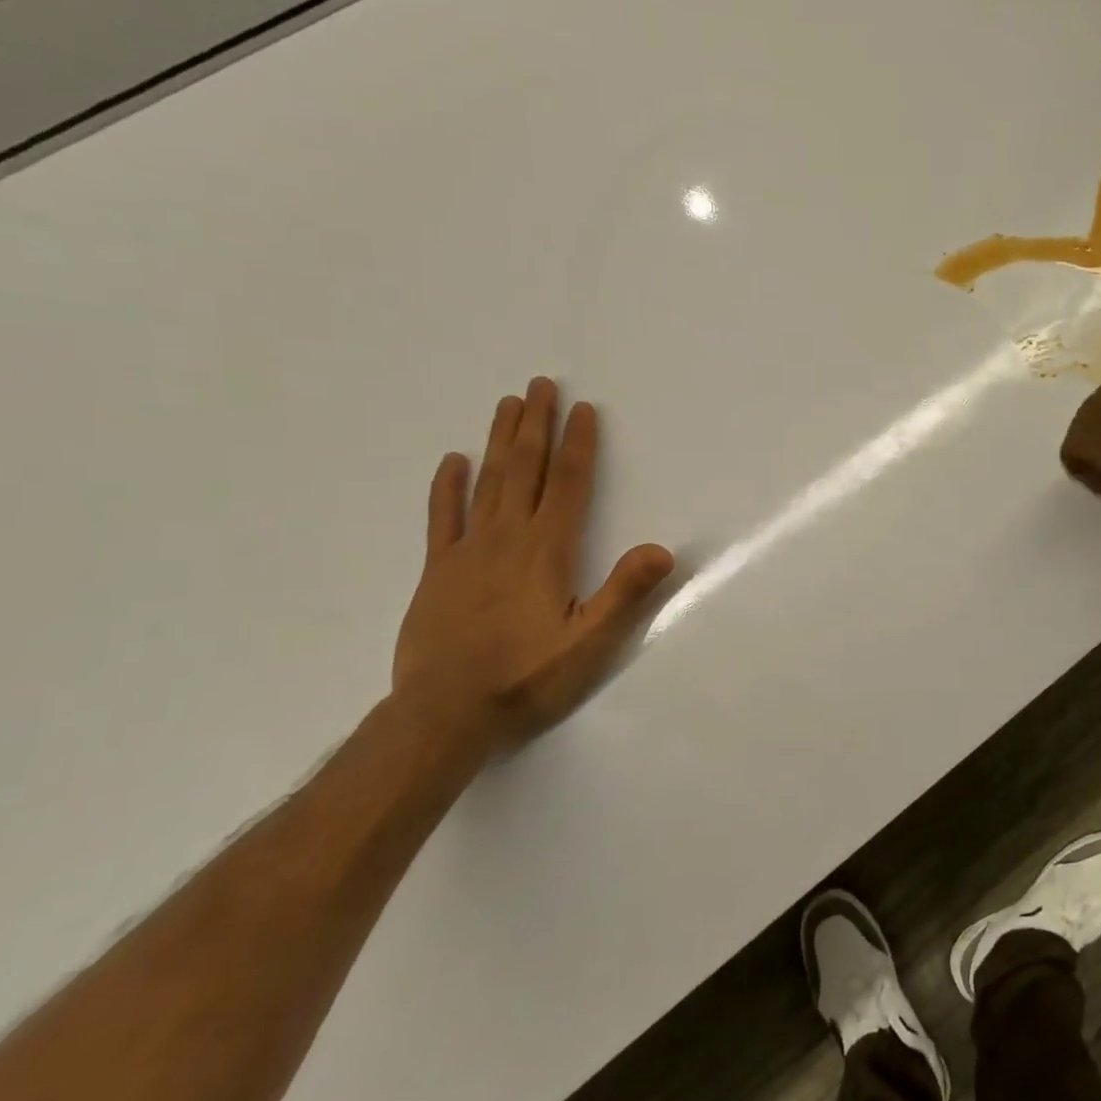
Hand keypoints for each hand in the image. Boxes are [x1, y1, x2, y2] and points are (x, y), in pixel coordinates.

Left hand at [392, 377, 673, 753]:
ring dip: (499, 441)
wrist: (445, 716)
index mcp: (546, 550)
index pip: (567, 484)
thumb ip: (625, 592)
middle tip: (540, 384)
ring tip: (507, 404)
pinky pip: (443, 518)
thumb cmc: (527, 677)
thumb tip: (663, 549)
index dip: (578, 444)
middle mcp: (506, 538)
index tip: (583, 409)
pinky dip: (447, 487)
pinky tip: (452, 461)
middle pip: (524, 469)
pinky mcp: (438, 572)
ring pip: (487, 482)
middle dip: (536, 425)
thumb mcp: (590, 643)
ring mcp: (467, 552)